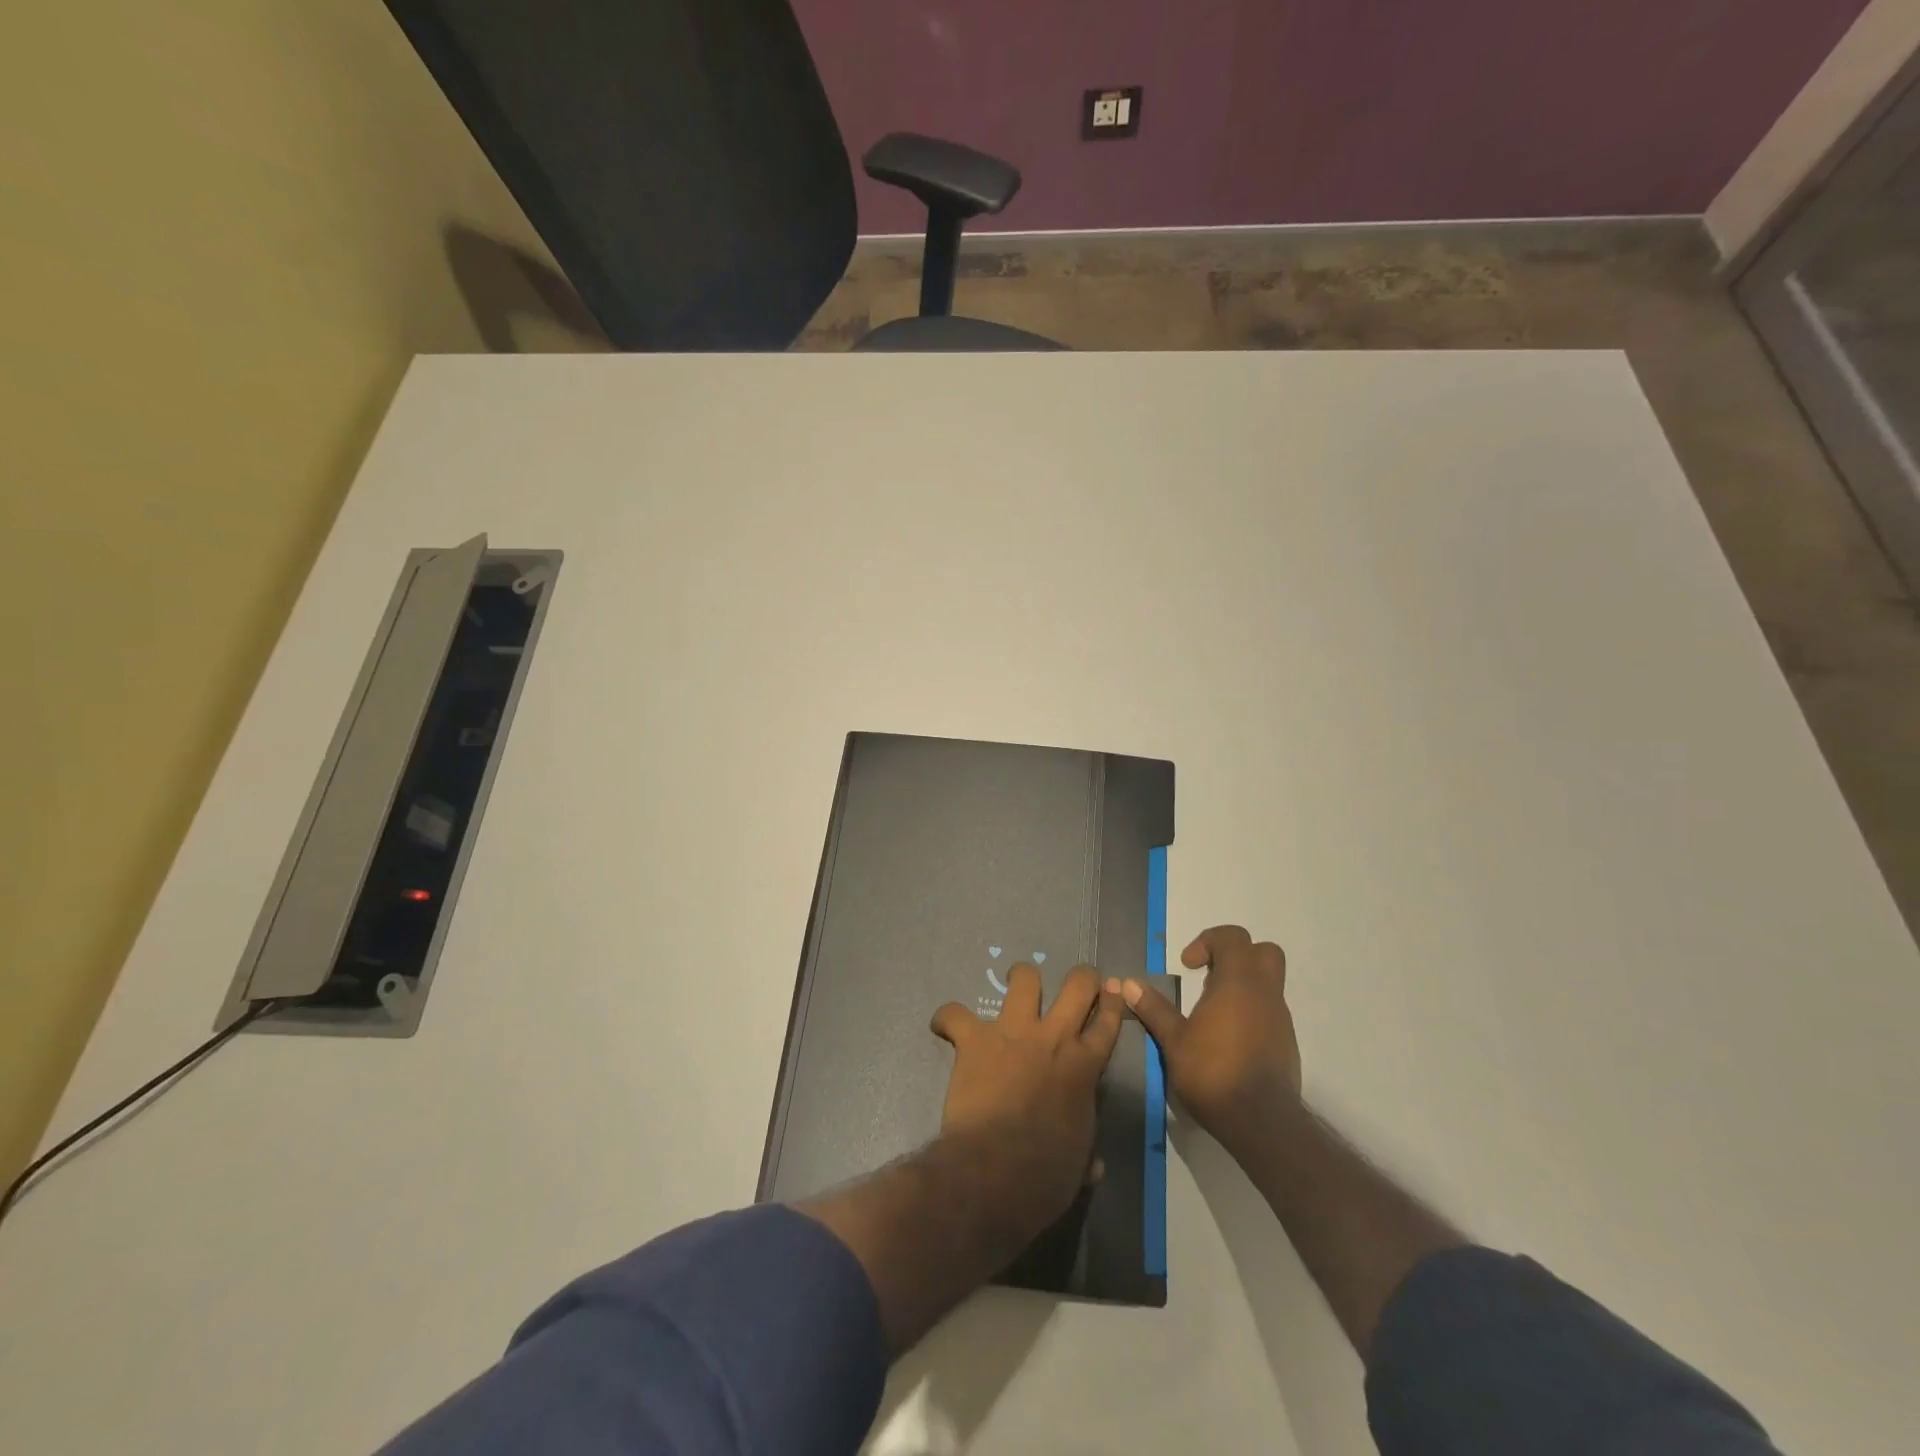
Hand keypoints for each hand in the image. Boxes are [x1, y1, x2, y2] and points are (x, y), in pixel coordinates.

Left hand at [930, 964, 1123, 1246]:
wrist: (997, 1170)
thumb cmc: (1045, 1175)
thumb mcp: (1078, 1165)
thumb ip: (1086, 1153)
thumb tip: (1093, 1166)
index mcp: (1084, 1067)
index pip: (1107, 1023)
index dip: (1113, 1004)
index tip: (1113, 992)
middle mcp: (1053, 1038)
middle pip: (1077, 985)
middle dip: (1082, 977)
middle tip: (1077, 982)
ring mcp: (1013, 1033)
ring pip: (1024, 978)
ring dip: (1020, 978)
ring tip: (1015, 985)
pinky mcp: (975, 1039)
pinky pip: (955, 1014)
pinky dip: (948, 1018)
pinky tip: (944, 1026)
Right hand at [1124, 925, 1301, 1153]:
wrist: (1262, 1122)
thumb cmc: (1213, 1072)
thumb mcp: (1174, 1040)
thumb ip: (1154, 1008)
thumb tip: (1129, 983)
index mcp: (1238, 982)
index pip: (1233, 937)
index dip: (1208, 941)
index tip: (1187, 965)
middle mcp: (1265, 993)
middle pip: (1263, 951)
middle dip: (1236, 955)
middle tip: (1208, 975)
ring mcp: (1280, 1018)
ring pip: (1269, 983)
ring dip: (1242, 985)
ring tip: (1211, 1011)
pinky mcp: (1286, 1043)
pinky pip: (1270, 1011)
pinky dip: (1251, 1011)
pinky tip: (1227, 1038)